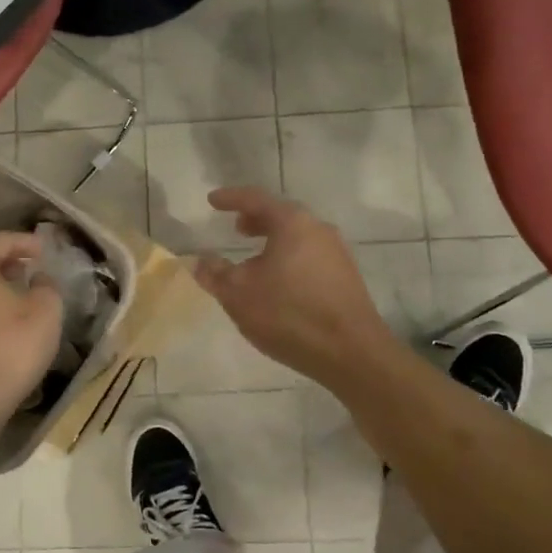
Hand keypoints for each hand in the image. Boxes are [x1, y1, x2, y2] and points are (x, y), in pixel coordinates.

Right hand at [193, 187, 395, 386]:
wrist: (352, 353)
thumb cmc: (289, 314)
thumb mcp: (239, 294)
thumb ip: (215, 273)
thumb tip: (199, 260)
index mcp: (293, 223)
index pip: (256, 199)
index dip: (231, 198)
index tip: (212, 200)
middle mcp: (319, 229)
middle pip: (282, 215)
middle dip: (256, 219)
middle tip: (236, 228)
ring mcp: (337, 253)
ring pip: (298, 237)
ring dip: (273, 241)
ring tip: (254, 258)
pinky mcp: (346, 278)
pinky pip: (310, 256)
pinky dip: (289, 257)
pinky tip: (279, 282)